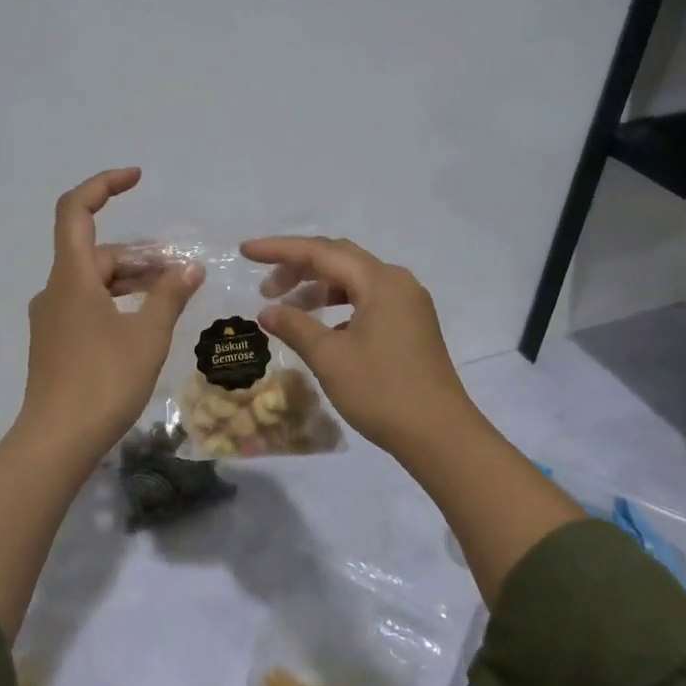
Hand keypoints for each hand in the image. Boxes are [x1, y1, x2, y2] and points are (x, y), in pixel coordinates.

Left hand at [19, 168, 202, 461]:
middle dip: (140, 255)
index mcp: (71, 276)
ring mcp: (52, 318)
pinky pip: (87, 306)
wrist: (56, 441)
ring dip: (131, 281)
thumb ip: (169, 295)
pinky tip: (144, 323)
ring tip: (171, 295)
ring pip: (94, 282)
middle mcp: (55, 289)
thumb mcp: (147, 335)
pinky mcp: (55, 342)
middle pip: (96, 253)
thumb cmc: (103, 381)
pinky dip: (116, 302)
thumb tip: (189, 267)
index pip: (75, 210)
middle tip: (181, 271)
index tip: (136, 178)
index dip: (103, 185)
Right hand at [241, 235, 480, 458]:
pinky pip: (366, 301)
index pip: (321, 252)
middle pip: (339, 259)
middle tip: (265, 286)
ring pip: (353, 280)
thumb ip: (295, 326)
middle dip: (298, 266)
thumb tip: (267, 311)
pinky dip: (338, 306)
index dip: (280, 250)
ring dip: (317, 288)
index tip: (246, 251)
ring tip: (286, 307)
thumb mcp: (330, 358)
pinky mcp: (410, 326)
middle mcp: (397, 283)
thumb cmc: (382, 391)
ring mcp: (407, 305)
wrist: (440, 436)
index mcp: (380, 282)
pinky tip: (320, 328)